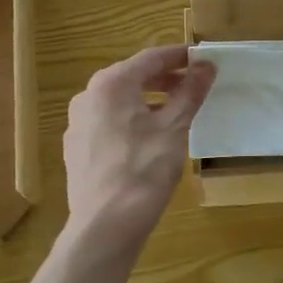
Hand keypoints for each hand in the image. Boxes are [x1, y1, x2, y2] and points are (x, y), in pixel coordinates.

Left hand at [63, 45, 216, 240]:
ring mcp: (77, 123)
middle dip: (165, 79)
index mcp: (110, 84)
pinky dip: (131, 122)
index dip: (179, 57)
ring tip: (176, 112)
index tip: (203, 59)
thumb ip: (190, 92)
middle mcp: (87, 96)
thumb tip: (206, 66)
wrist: (105, 225)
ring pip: (119, 102)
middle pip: (132, 78)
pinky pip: (108, 123)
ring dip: (148, 101)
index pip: (151, 58)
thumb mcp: (174, 128)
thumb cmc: (143, 170)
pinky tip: (149, 139)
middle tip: (194, 85)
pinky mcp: (76, 148)